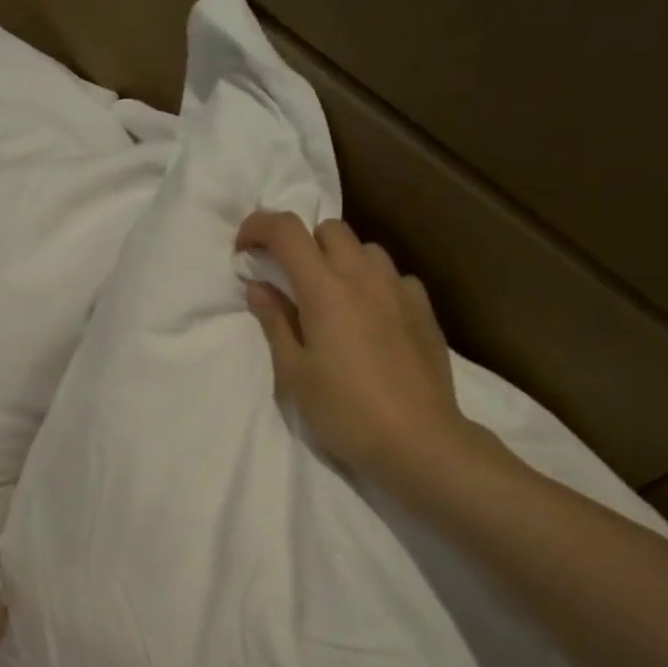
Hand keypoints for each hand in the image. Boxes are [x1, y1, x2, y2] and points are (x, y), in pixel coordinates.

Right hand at [236, 211, 466, 480]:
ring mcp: (399, 290)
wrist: (417, 438)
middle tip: (289, 282)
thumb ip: (275, 323)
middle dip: (302, 244)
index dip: (258, 227)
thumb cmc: (344, 411)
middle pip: (330, 229)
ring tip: (331, 298)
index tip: (243, 250)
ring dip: (340, 260)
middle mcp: (364, 277)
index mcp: (325, 290)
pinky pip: (394, 277)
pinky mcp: (424, 310)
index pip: (287, 231)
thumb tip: (259, 288)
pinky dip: (373, 283)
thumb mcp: (294, 373)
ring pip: (366, 249)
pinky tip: (370, 318)